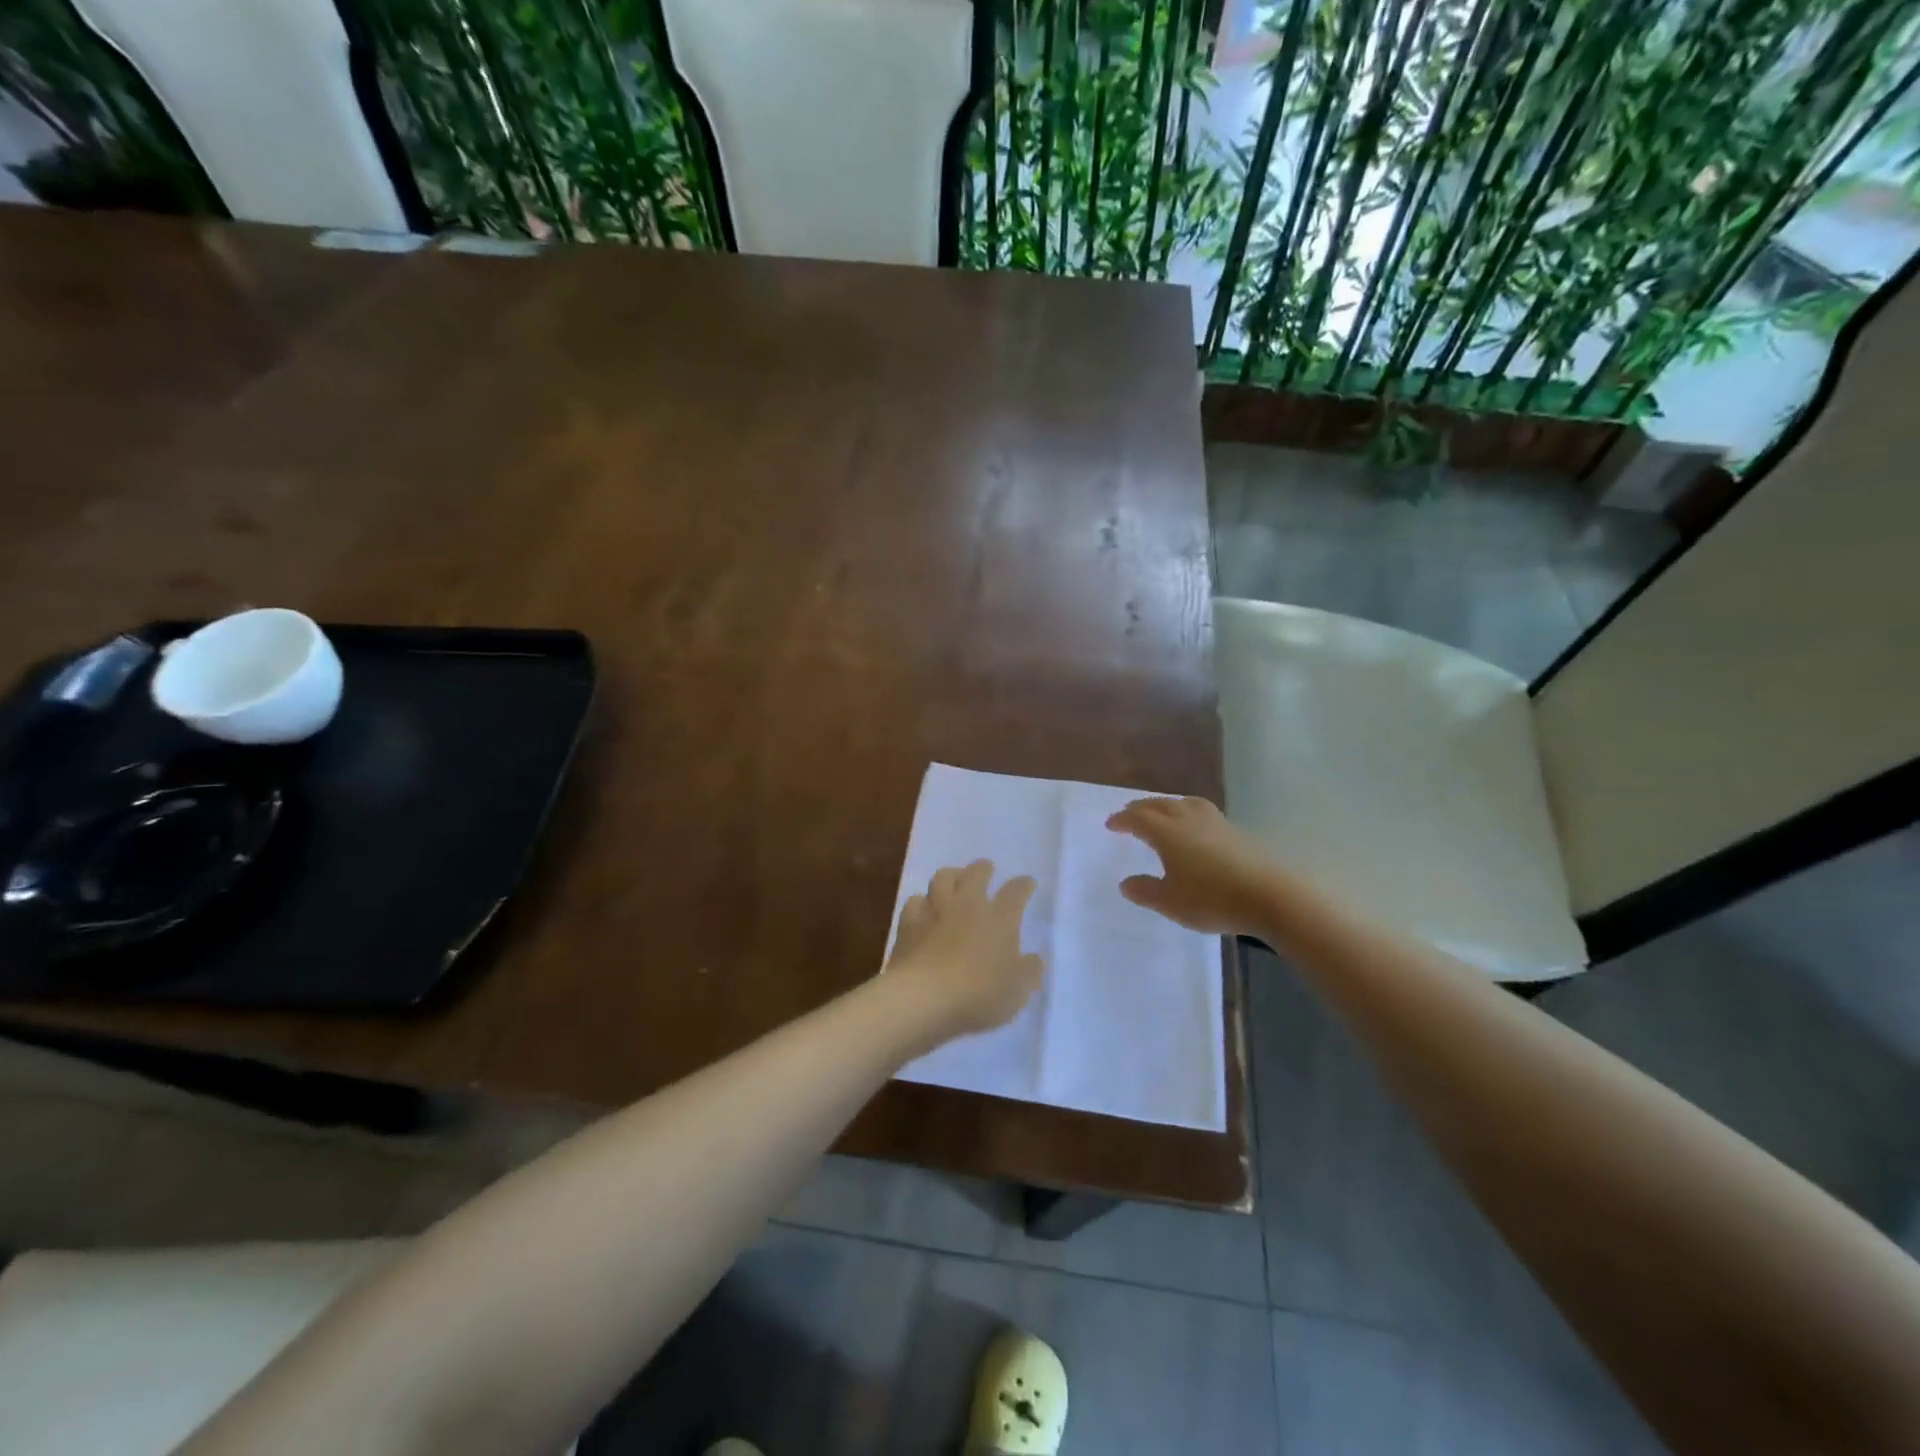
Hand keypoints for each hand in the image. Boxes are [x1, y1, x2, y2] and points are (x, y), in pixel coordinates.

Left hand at [886, 860, 1043, 1039]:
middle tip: (986, 869)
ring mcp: (936, 910)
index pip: (1016, 892)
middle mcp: (968, 905)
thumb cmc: (979, 994)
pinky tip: (923, 909)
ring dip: (951, 875)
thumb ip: (1029, 972)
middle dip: (983, 869)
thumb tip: (1034, 959)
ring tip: (954, 880)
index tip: (1027, 883)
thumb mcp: (1017, 991)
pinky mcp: (909, 923)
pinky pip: (915, 901)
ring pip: (942, 877)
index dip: (1023, 885)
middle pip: (976, 874)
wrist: (923, 997)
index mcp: (1000, 918)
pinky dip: (922, 902)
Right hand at [1106, 796, 1276, 935]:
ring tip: (1162, 813)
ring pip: (1183, 803)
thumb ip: (1145, 891)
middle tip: (1129, 814)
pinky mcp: (1235, 831)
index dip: (1122, 819)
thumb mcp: (1171, 902)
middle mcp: (1188, 819)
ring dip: (1166, 805)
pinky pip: (1202, 812)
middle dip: (1141, 808)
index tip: (1111, 824)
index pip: (1138, 818)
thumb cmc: (1213, 899)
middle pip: (1159, 805)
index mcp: (1167, 832)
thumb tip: (1125, 882)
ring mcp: (1215, 822)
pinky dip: (1188, 812)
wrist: (1270, 895)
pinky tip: (1194, 828)